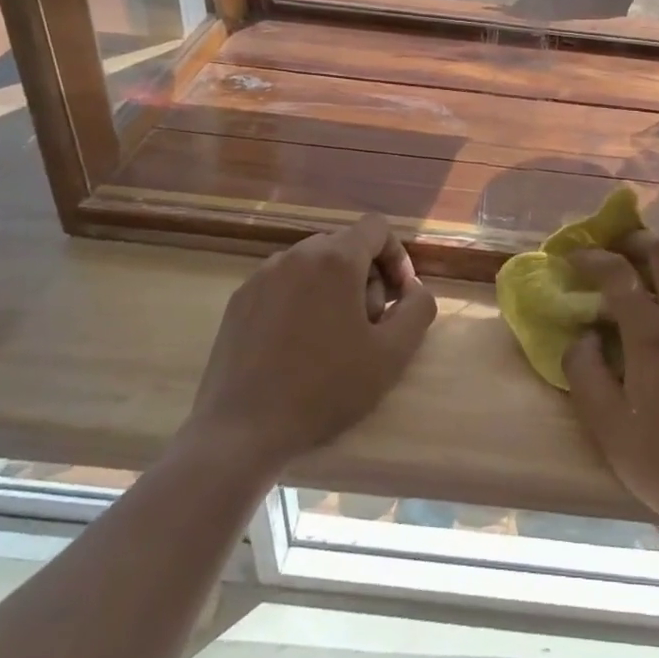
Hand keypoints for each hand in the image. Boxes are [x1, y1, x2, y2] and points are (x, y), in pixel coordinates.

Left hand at [184, 214, 437, 478]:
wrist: (242, 429)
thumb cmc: (325, 388)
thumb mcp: (392, 354)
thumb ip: (418, 309)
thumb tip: (414, 289)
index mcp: (336, 259)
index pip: (376, 228)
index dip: (396, 257)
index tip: (399, 298)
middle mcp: (297, 254)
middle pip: (345, 245)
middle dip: (366, 276)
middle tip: (369, 325)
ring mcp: (262, 275)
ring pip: (313, 264)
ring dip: (334, 287)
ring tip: (333, 337)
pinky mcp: (240, 299)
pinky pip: (283, 282)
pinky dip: (302, 299)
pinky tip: (298, 344)